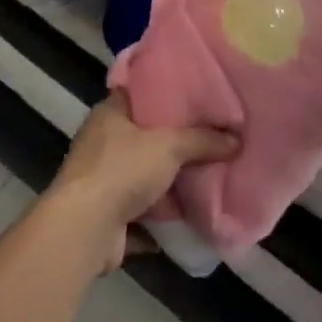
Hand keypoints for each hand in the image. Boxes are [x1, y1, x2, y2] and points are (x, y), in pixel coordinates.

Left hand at [47, 92, 238, 271]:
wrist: (85, 228)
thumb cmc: (122, 170)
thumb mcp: (169, 145)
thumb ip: (202, 140)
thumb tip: (236, 140)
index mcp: (109, 114)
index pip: (139, 93)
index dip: (166, 93)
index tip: (196, 97)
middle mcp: (102, 142)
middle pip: (144, 137)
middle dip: (174, 142)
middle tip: (211, 138)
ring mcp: (102, 180)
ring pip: (143, 176)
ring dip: (169, 183)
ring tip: (207, 176)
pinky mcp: (107, 215)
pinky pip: (142, 212)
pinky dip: (162, 217)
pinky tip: (191, 216)